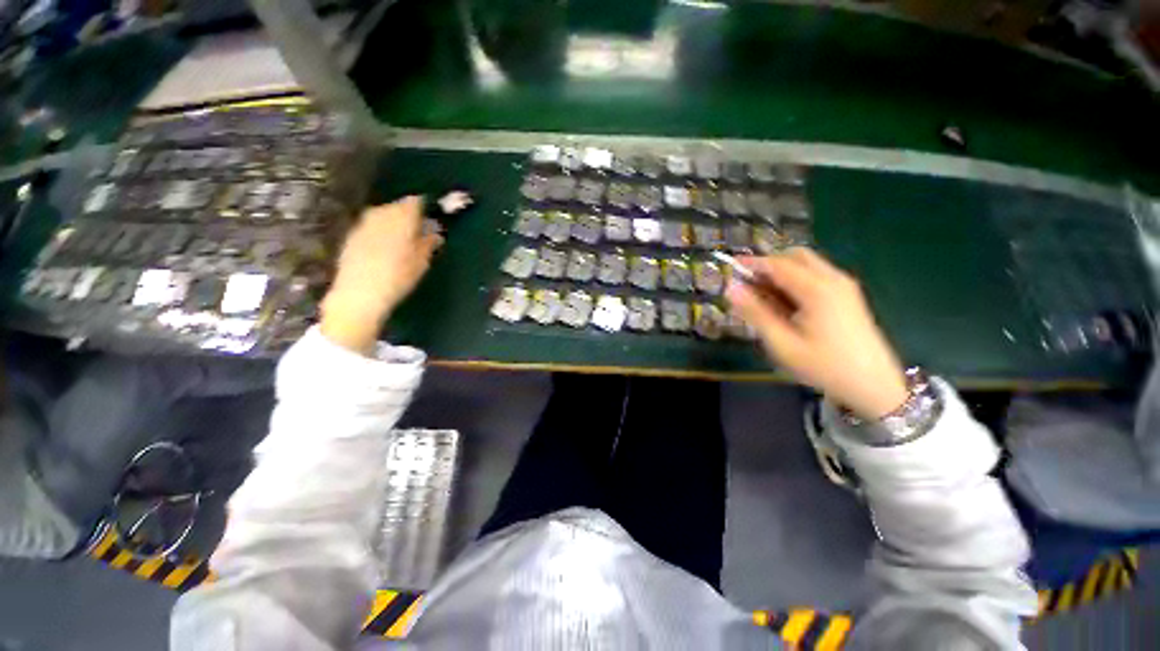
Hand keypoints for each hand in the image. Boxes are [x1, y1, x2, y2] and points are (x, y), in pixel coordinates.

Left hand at [321, 197, 443, 353]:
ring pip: (381, 215)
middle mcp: (381, 214)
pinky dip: (378, 231)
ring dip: (391, 223)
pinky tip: (383, 247)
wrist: (359, 293)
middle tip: (417, 231)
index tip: (430, 219)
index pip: (415, 202)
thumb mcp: (422, 262)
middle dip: (407, 215)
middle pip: (396, 206)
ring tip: (401, 239)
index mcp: (402, 217)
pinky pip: (370, 226)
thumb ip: (429, 244)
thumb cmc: (399, 277)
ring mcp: (363, 223)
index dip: (423, 208)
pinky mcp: (351, 235)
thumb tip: (436, 234)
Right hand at [725, 248, 907, 419]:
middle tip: (748, 284)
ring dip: (782, 272)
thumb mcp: (782, 343)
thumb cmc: (824, 366)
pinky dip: (795, 280)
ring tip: (763, 296)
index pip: (778, 264)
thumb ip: (755, 313)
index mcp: (817, 289)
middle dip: (769, 264)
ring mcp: (844, 286)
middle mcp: (833, 279)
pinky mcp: (848, 295)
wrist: (874, 386)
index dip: (752, 263)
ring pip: (807, 264)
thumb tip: (731, 289)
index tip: (731, 267)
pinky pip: (816, 275)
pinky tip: (785, 303)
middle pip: (795, 256)